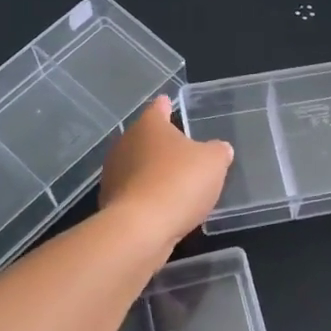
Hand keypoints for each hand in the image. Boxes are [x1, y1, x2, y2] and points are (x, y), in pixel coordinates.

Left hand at [99, 97, 233, 249]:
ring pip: (137, 166)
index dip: (165, 106)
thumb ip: (218, 151)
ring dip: (152, 171)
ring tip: (174, 182)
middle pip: (145, 138)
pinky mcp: (110, 202)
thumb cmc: (179, 182)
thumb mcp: (213, 162)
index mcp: (149, 126)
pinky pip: (134, 192)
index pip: (158, 108)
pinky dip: (146, 195)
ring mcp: (114, 174)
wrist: (141, 228)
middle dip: (161, 144)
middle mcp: (125, 144)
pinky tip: (161, 207)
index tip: (167, 102)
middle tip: (180, 150)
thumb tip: (220, 149)